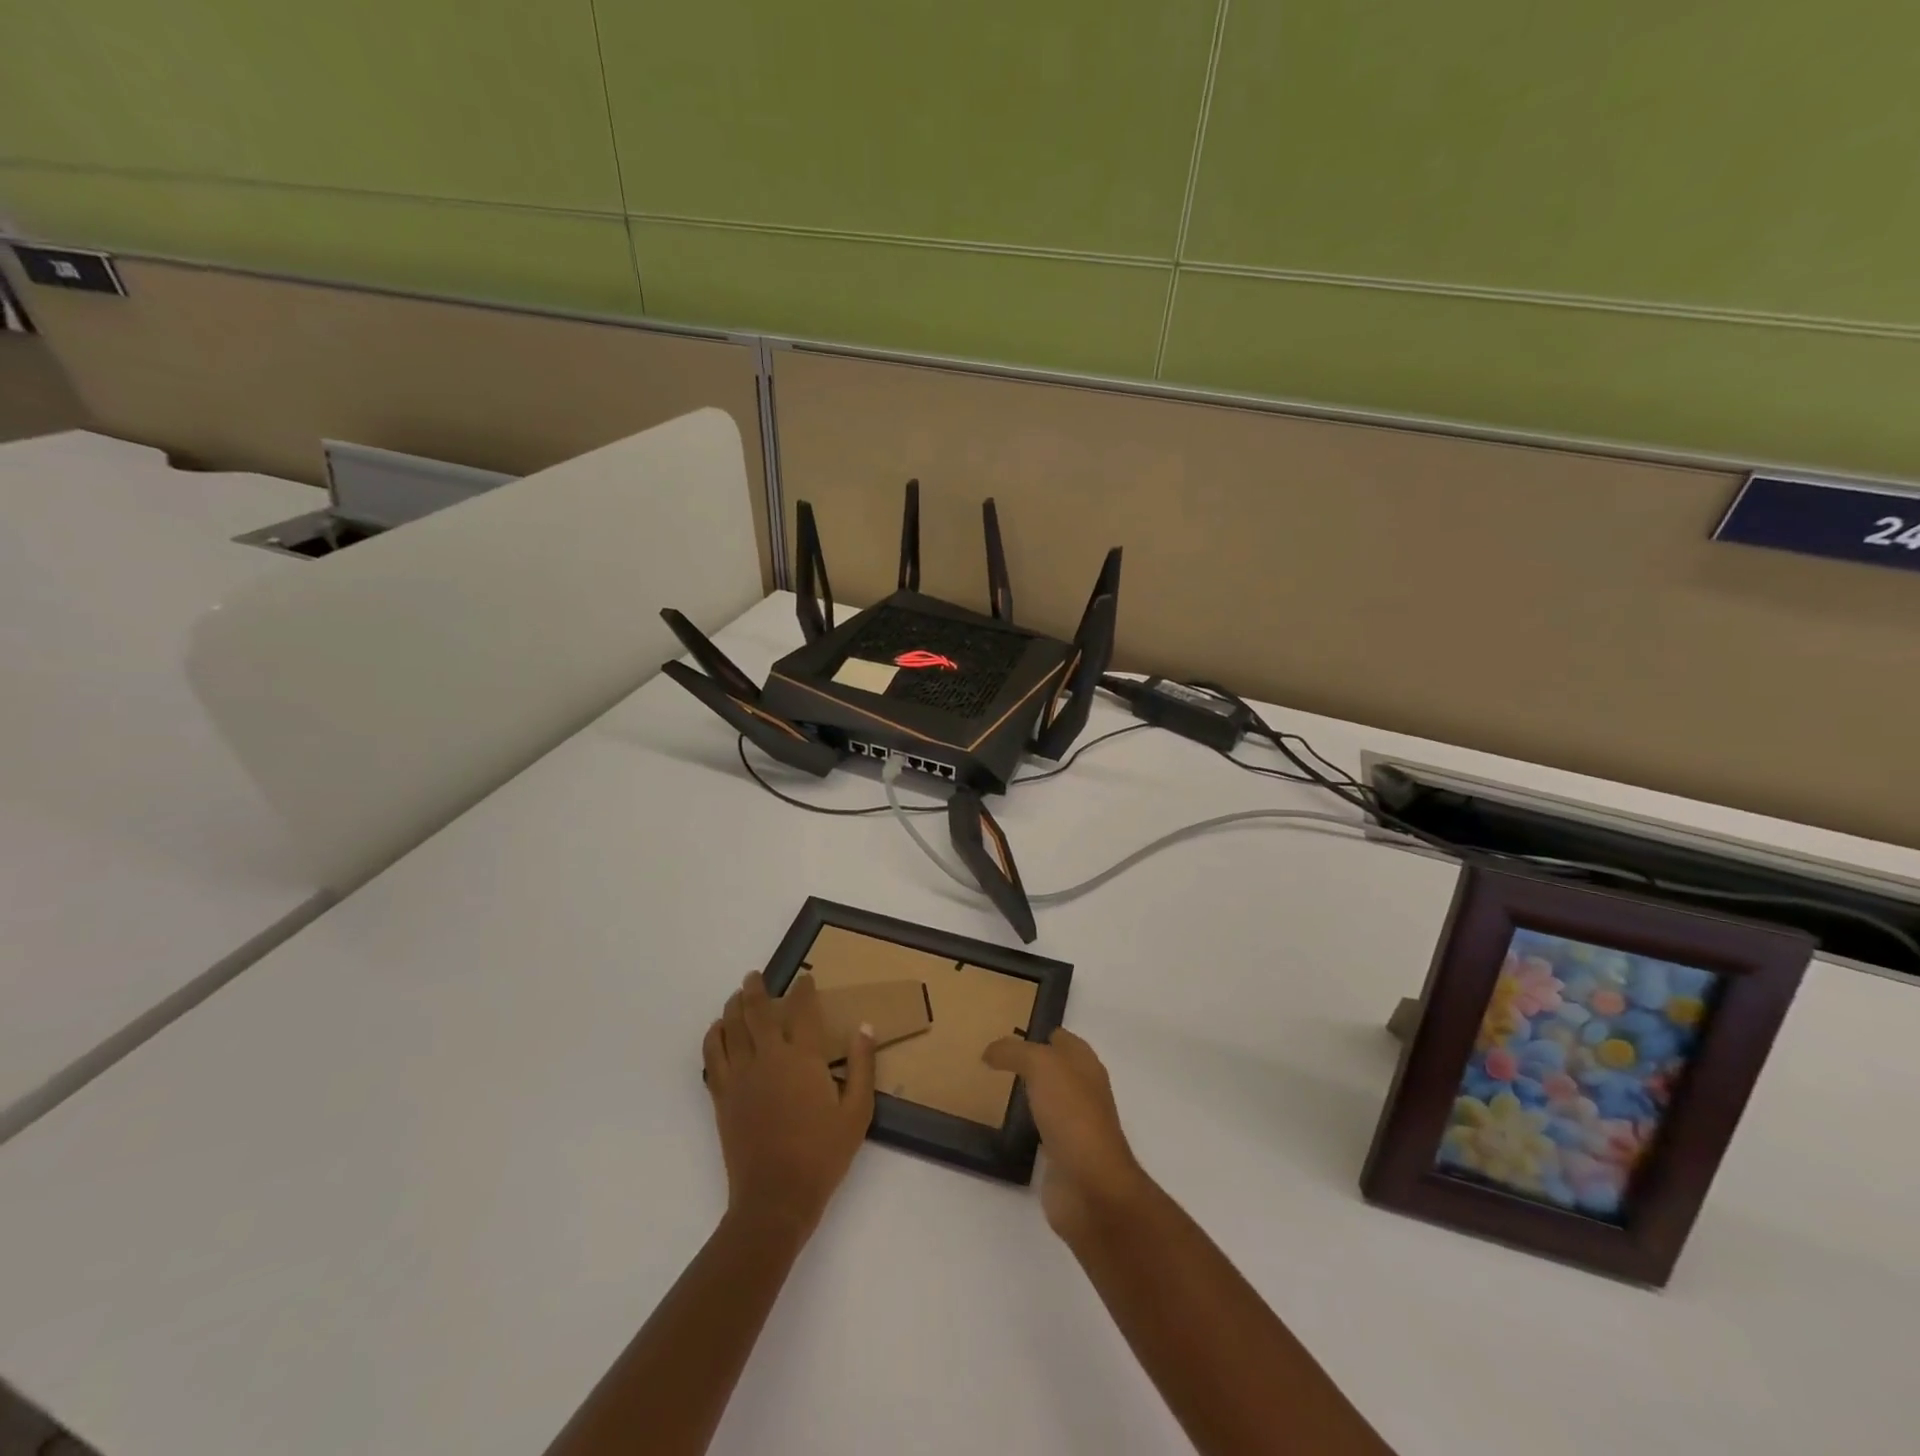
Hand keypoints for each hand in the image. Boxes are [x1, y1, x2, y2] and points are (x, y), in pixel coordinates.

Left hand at [703, 971, 875, 1238]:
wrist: (775, 1198)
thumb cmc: (822, 1155)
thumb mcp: (857, 1112)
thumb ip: (862, 1066)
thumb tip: (864, 1028)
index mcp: (803, 1058)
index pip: (802, 1010)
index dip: (803, 990)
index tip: (806, 978)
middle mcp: (768, 1058)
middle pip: (757, 1011)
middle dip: (757, 989)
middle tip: (755, 976)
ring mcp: (741, 1076)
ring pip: (731, 1028)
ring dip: (733, 1007)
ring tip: (736, 996)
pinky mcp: (723, 1096)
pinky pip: (712, 1057)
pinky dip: (714, 1037)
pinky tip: (718, 1031)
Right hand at [983, 1029, 1150, 1240]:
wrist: (1090, 1186)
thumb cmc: (1071, 1114)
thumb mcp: (1040, 1065)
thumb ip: (1014, 1052)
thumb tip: (990, 1052)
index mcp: (1085, 1064)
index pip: (1060, 1038)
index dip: (1037, 1032)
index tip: (1005, 1032)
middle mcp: (1083, 1090)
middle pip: (1054, 1068)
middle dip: (1029, 1062)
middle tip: (993, 1059)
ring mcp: (1074, 1124)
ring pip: (1047, 1098)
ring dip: (1027, 1093)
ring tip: (994, 1087)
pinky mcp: (1062, 1154)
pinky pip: (1040, 1130)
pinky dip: (1025, 1126)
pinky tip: (1005, 1124)